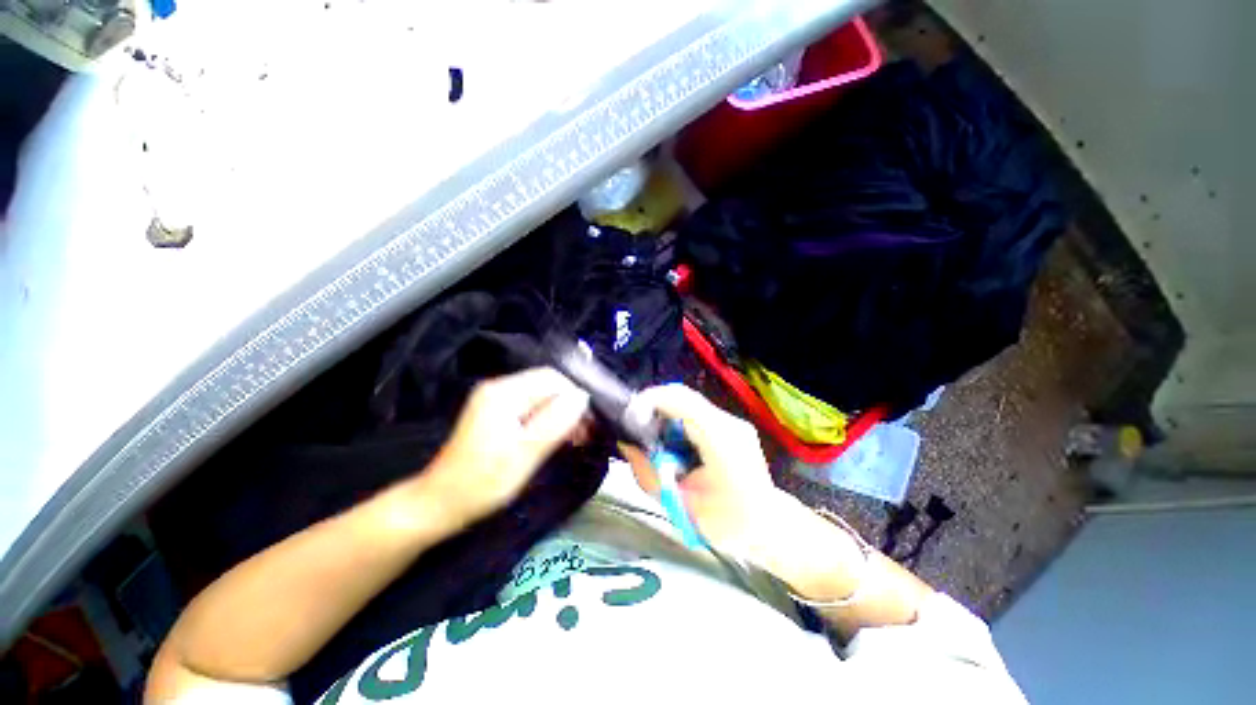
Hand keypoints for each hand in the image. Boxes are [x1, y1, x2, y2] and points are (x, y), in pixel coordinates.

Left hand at [421, 367, 590, 527]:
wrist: (439, 504)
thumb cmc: (482, 483)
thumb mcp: (525, 454)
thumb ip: (555, 422)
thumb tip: (583, 396)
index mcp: (503, 393)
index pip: (552, 378)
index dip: (575, 396)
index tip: (591, 423)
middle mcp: (500, 388)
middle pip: (548, 385)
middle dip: (570, 406)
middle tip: (586, 434)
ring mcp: (497, 400)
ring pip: (542, 397)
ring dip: (562, 414)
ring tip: (577, 438)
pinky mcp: (497, 413)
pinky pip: (532, 407)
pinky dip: (549, 420)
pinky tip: (558, 437)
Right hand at [620, 384, 796, 561]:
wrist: (769, 526)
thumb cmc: (727, 523)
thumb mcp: (680, 505)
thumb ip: (648, 474)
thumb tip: (626, 444)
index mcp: (721, 439)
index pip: (681, 400)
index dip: (650, 401)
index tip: (629, 419)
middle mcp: (728, 422)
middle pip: (682, 396)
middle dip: (653, 407)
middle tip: (636, 430)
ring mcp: (731, 420)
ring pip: (686, 401)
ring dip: (663, 414)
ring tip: (653, 441)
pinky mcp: (729, 424)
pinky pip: (694, 412)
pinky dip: (675, 421)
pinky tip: (672, 444)